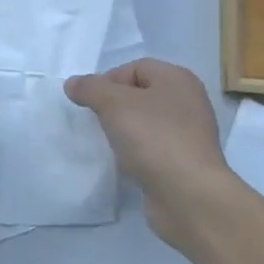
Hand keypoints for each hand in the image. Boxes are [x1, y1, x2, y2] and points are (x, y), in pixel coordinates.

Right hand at [65, 59, 235, 250]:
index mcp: (178, 79)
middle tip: (98, 122)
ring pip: (147, 123)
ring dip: (125, 131)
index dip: (108, 81)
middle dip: (115, 107)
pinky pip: (154, 148)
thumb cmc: (153, 138)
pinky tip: (127, 164)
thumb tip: (73, 83)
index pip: (135, 68)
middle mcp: (188, 101)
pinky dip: (138, 152)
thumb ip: (90, 88)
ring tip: (110, 144)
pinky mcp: (186, 162)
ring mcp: (190, 134)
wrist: (188, 195)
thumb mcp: (114, 104)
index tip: (91, 103)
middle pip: (141, 94)